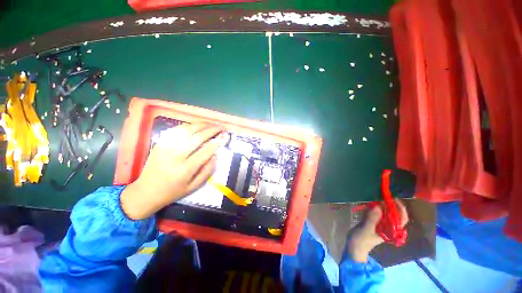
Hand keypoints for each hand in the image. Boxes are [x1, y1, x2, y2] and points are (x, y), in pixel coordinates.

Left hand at [120, 123, 229, 219]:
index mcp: (185, 169)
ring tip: (211, 124)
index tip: (225, 136)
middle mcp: (175, 155)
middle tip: (221, 126)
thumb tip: (215, 155)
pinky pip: (176, 130)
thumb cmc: (173, 191)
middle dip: (211, 130)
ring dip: (201, 125)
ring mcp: (166, 147)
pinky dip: (188, 126)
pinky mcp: (160, 143)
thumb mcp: (194, 186)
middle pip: (197, 137)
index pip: (206, 151)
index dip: (217, 142)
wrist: (146, 191)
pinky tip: (196, 125)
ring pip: (187, 130)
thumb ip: (207, 171)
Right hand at [346, 199, 407, 262]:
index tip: (393, 198)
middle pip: (393, 213)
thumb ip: (372, 218)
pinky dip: (373, 206)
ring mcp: (380, 224)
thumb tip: (378, 205)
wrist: (354, 247)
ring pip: (385, 212)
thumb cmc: (361, 241)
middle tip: (381, 195)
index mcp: (391, 230)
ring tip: (374, 196)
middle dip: (389, 203)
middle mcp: (388, 226)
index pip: (401, 219)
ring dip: (380, 204)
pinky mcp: (372, 222)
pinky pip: (376, 212)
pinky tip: (367, 203)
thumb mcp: (366, 230)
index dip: (400, 208)